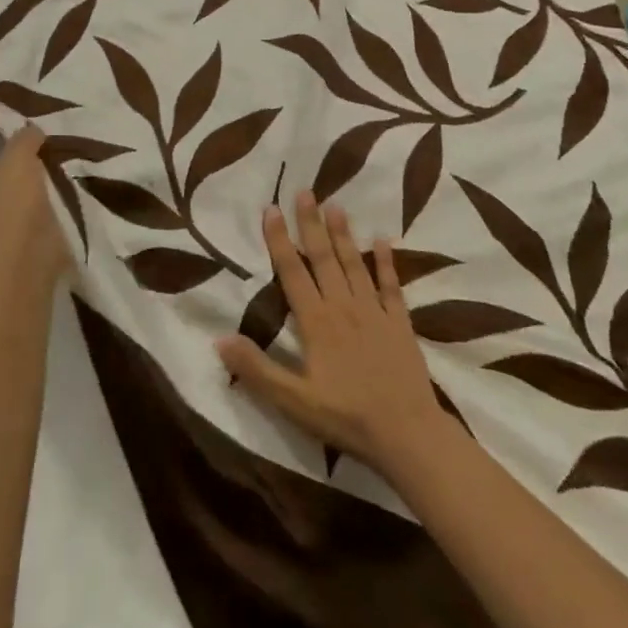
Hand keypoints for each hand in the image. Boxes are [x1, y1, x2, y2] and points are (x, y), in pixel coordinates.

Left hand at [0, 126, 69, 280]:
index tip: (8, 132)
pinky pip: (21, 215)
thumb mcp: (19, 155)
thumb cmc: (11, 200)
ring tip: (47, 169)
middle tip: (31, 149)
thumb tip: (30, 131)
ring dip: (21, 186)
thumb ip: (24, 138)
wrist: (25, 257)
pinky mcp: (9, 242)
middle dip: (4, 163)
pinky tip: (53, 194)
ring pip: (4, 196)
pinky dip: (33, 207)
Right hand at [216, 192, 451, 479]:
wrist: (409, 435)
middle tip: (305, 191)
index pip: (292, 271)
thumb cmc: (346, 418)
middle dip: (311, 224)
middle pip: (324, 258)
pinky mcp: (400, 324)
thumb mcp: (293, 401)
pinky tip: (383, 241)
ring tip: (336, 205)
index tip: (271, 209)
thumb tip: (219, 339)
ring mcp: (375, 313)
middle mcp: (343, 307)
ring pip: (355, 264)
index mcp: (316, 322)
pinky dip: (386, 262)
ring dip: (343, 234)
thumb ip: (257, 369)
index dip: (280, 240)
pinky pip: (391, 287)